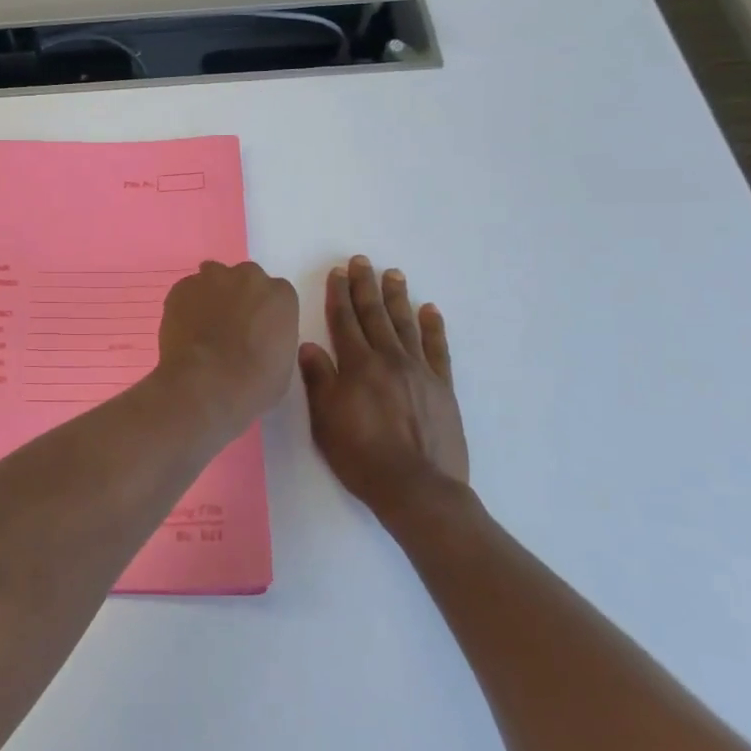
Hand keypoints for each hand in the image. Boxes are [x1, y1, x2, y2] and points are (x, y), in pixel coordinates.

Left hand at [155, 260, 299, 437]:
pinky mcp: (182, 288)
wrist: (205, 384)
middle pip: (245, 279)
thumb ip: (274, 338)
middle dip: (239, 297)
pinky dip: (186, 305)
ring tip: (204, 326)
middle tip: (230, 326)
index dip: (264, 313)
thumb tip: (259, 338)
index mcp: (280, 295)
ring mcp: (212, 278)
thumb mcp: (283, 364)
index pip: (275, 294)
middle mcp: (248, 277)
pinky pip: (187, 291)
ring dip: (212, 295)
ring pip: (213, 279)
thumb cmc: (254, 383)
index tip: (257, 331)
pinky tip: (185, 330)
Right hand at [298, 256, 469, 520]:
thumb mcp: (325, 422)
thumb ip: (319, 381)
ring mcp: (420, 372)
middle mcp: (389, 360)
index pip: (344, 321)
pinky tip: (430, 310)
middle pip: (374, 315)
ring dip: (397, 297)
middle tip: (362, 261)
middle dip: (365, 286)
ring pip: (405, 325)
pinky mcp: (442, 388)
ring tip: (393, 274)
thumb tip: (308, 346)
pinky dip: (433, 327)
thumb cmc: (361, 457)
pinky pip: (437, 349)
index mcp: (357, 366)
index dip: (338, 295)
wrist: (417, 488)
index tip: (337, 273)